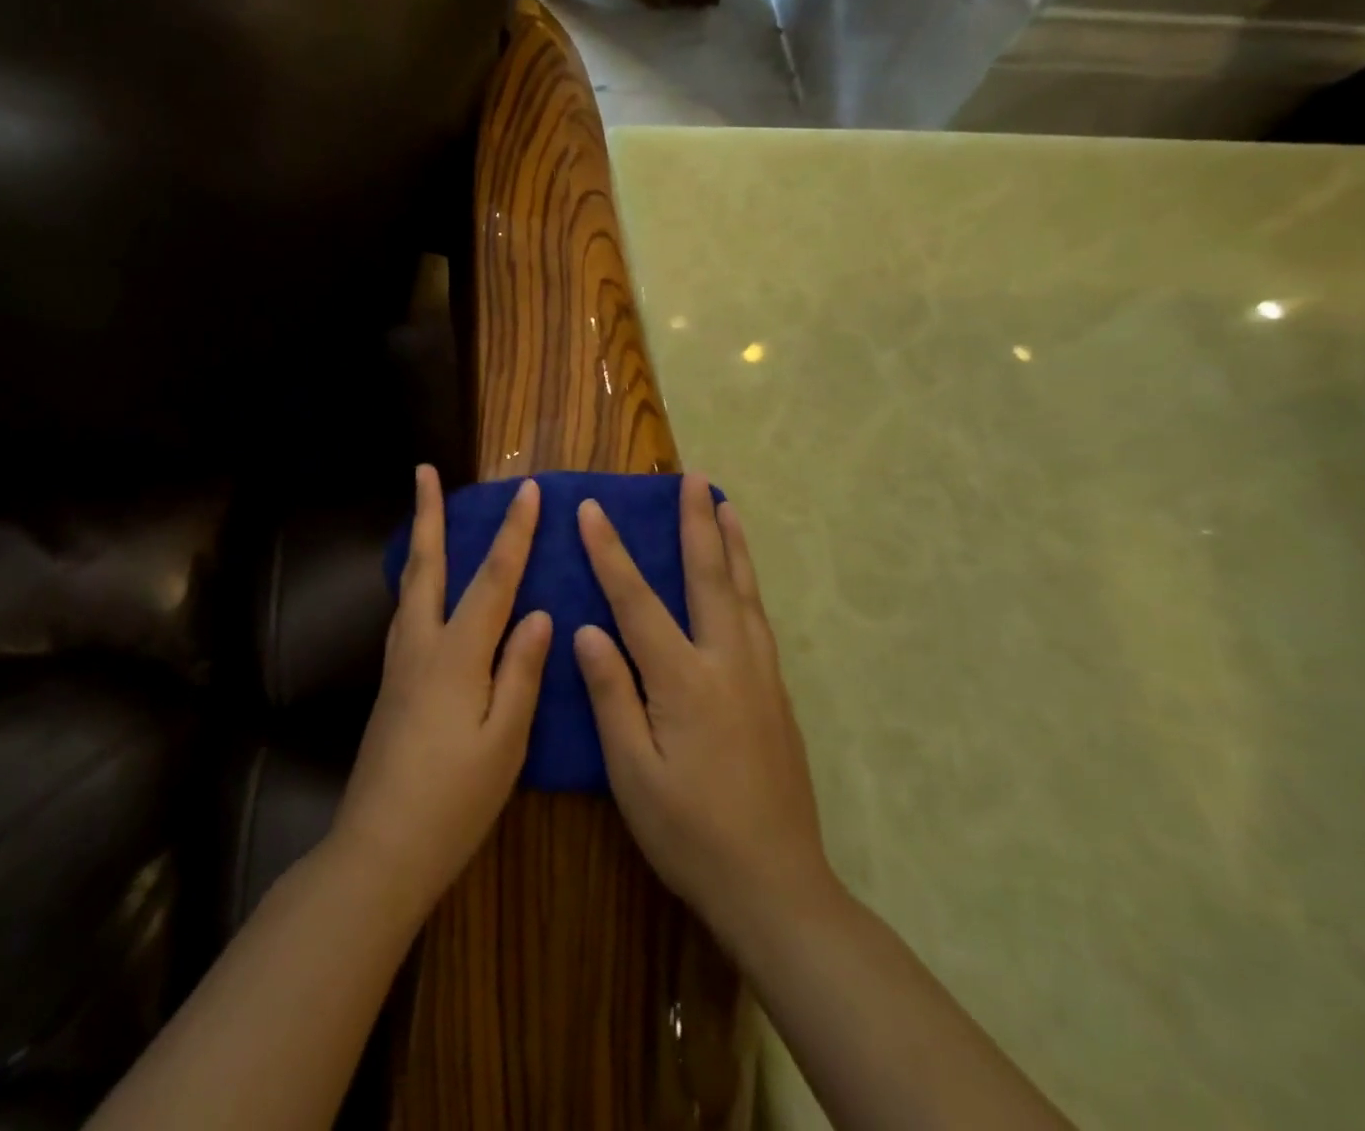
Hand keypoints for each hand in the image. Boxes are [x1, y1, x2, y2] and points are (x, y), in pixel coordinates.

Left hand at [331, 465, 551, 919]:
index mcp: (456, 655)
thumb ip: (521, 672)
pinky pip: (406, 612)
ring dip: (420, 542)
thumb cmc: (453, 801)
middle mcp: (420, 644)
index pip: (492, 580)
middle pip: (427, 564)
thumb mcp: (505, 742)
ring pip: (409, 586)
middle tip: (425, 471)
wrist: (380, 847)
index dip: (514, 533)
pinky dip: (416, 581)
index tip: (528, 491)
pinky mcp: (390, 682)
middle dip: (429, 514)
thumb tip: (540, 614)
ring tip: (426, 515)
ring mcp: (398, 662)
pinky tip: (424, 590)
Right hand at [574, 474, 835, 937]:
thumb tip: (588, 630)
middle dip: (696, 523)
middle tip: (692, 477)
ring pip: (744, 592)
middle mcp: (727, 663)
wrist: (777, 887)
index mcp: (683, 679)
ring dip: (731, 544)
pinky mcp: (776, 694)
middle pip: (709, 577)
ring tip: (725, 505)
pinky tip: (742, 578)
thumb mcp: (632, 772)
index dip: (611, 552)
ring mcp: (759, 676)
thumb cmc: (689, 832)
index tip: (592, 508)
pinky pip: (758, 619)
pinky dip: (747, 582)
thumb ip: (611, 694)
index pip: (637, 600)